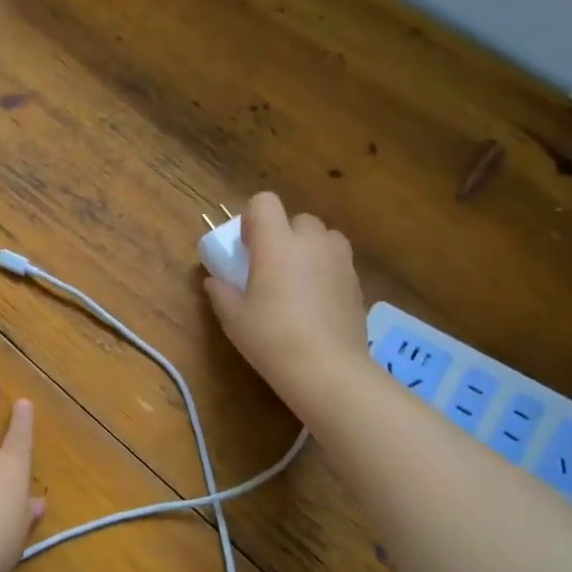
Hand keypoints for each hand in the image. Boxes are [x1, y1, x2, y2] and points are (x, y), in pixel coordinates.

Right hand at [204, 191, 366, 408]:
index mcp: (277, 244)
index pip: (265, 202)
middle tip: (272, 267)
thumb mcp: (234, 319)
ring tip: (299, 281)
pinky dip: (327, 272)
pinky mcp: (357, 283)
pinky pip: (338, 263)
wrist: (327, 369)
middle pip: (299, 218)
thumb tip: (214, 281)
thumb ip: (221, 293)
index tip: (247, 246)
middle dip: (285, 235)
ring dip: (310, 249)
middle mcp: (311, 243)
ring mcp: (340, 261)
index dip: (253, 218)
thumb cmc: (271, 339)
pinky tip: (317, 304)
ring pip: (324, 238)